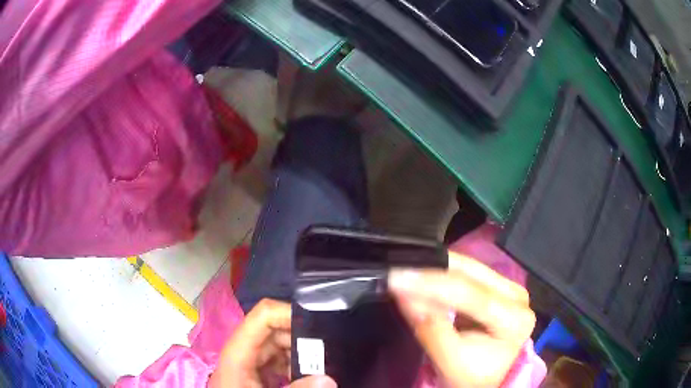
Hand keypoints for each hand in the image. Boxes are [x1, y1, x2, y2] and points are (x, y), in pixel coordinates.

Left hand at [209, 299, 336, 387]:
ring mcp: (248, 363)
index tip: (321, 325)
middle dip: (303, 339)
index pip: (263, 315)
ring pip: (279, 346)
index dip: (291, 313)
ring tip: (323, 367)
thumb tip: (328, 379)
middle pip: (275, 331)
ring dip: (301, 354)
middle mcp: (242, 351)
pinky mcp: (254, 373)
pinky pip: (278, 361)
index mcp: (238, 352)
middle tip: (330, 352)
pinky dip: (295, 366)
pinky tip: (307, 378)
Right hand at [388, 252, 535, 387]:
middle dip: (431, 270)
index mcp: (514, 319)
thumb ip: (430, 327)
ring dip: (435, 268)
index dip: (432, 284)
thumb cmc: (470, 376)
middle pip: (472, 273)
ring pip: (468, 266)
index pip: (472, 294)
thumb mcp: (449, 359)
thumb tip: (403, 293)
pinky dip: (441, 273)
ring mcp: (509, 287)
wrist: (484, 379)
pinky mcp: (497, 285)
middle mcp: (517, 296)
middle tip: (397, 271)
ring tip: (405, 271)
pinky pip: (466, 272)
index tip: (397, 278)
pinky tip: (423, 274)